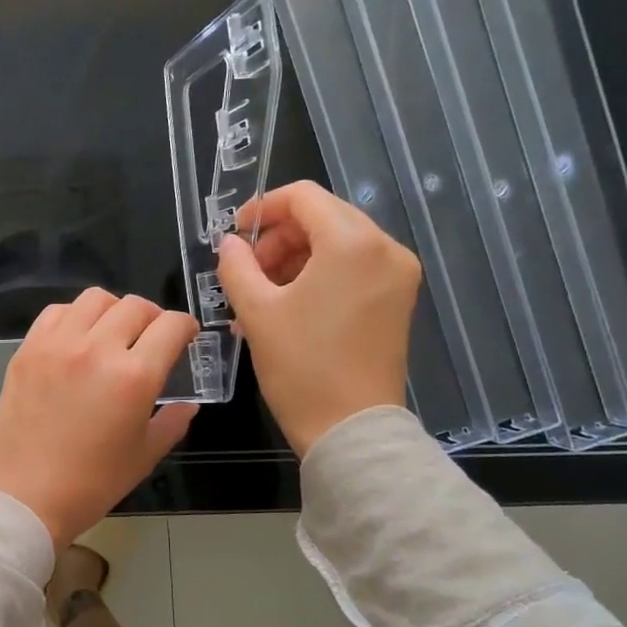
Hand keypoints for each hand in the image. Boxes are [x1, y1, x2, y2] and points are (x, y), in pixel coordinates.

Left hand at [0, 289, 199, 548]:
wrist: (23, 496)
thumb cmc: (90, 484)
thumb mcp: (144, 457)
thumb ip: (172, 422)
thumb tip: (188, 404)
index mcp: (134, 376)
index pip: (170, 326)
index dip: (186, 326)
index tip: (186, 336)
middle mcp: (97, 348)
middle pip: (135, 306)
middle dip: (153, 317)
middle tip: (151, 338)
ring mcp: (57, 344)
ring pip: (95, 298)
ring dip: (114, 310)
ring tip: (113, 333)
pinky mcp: (27, 349)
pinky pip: (56, 312)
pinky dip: (75, 316)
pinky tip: (77, 338)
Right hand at [215, 181, 420, 456]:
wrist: (350, 429)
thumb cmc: (301, 367)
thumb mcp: (256, 312)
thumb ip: (237, 266)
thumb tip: (229, 244)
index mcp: (352, 243)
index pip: (303, 197)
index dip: (262, 208)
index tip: (233, 236)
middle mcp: (385, 248)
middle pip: (323, 217)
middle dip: (278, 238)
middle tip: (246, 271)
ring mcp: (397, 275)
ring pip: (337, 243)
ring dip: (294, 259)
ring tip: (259, 296)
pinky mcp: (397, 300)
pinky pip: (352, 269)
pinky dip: (317, 276)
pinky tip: (286, 307)